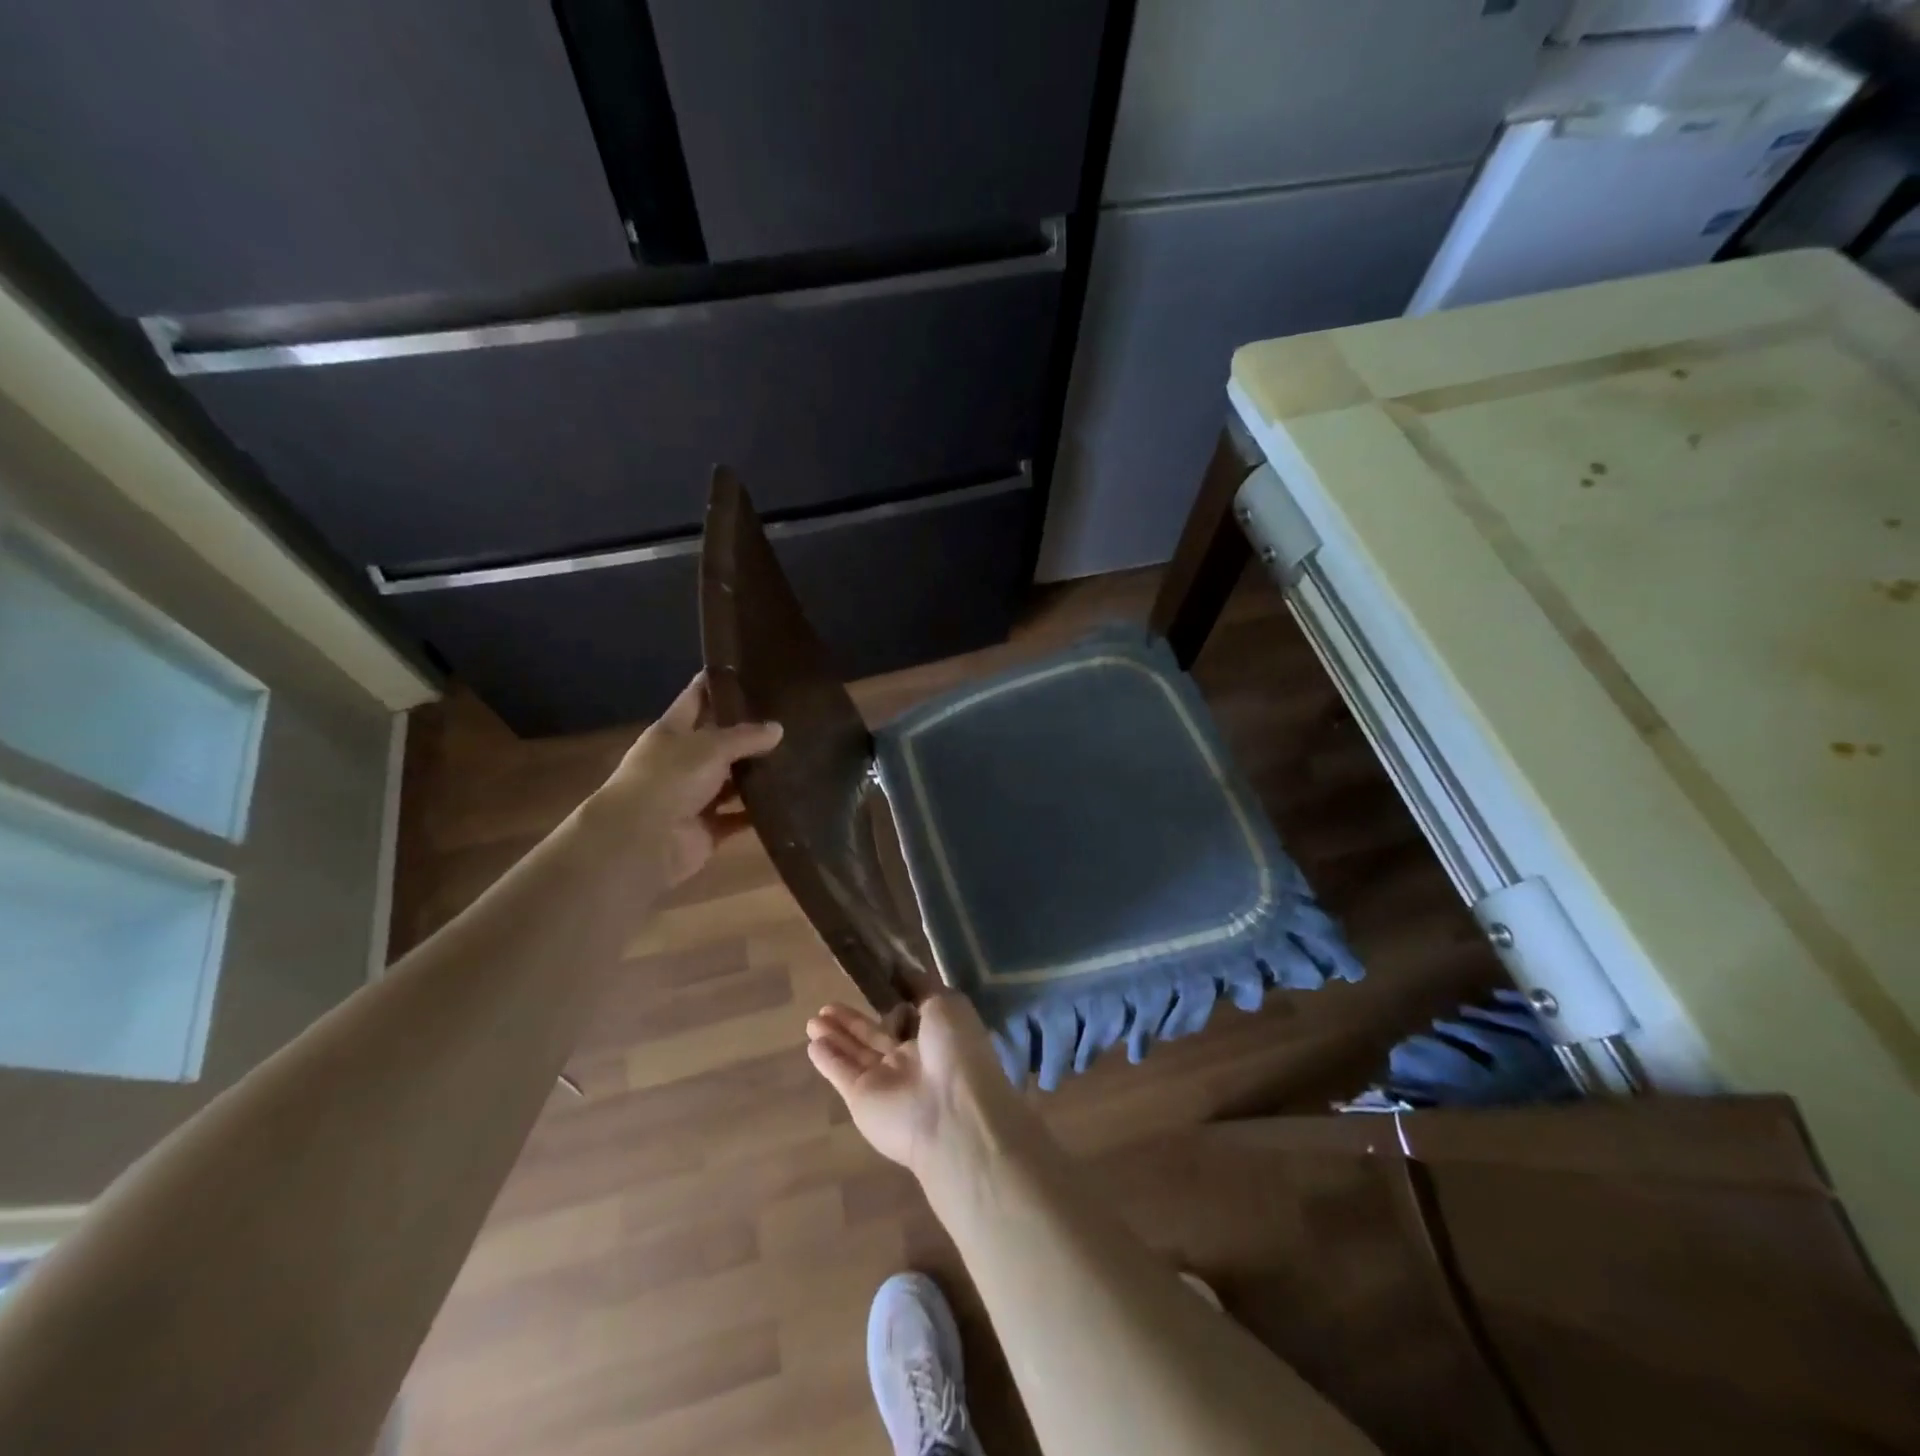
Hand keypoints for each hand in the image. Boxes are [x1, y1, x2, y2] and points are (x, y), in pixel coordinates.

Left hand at [592, 673, 781, 887]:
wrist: (642, 841)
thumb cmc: (669, 779)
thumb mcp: (710, 746)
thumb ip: (746, 736)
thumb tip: (778, 728)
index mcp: (672, 731)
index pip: (697, 697)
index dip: (719, 683)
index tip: (751, 669)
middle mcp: (682, 761)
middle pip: (719, 740)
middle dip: (750, 732)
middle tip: (790, 717)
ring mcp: (694, 797)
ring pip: (732, 781)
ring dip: (757, 775)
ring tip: (799, 757)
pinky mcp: (708, 829)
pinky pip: (739, 817)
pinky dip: (758, 813)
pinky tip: (788, 800)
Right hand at [805, 995, 1018, 1177]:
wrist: (951, 1113)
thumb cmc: (956, 1051)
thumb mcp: (947, 1005)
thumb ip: (922, 988)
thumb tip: (905, 971)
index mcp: (935, 1038)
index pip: (908, 1018)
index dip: (890, 1004)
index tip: (870, 986)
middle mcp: (910, 1061)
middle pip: (875, 1036)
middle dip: (852, 1021)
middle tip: (827, 1005)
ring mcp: (885, 1082)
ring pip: (856, 1054)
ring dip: (836, 1036)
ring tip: (812, 1020)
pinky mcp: (862, 1101)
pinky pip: (843, 1074)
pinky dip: (828, 1060)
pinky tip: (813, 1044)